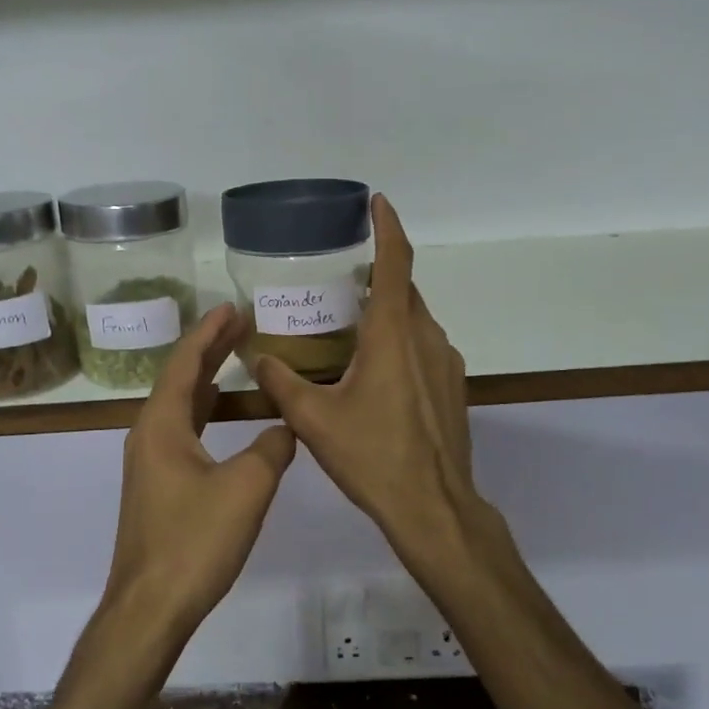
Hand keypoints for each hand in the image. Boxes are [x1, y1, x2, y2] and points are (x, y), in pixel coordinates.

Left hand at [100, 304, 297, 648]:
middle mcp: (149, 434)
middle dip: (210, 350)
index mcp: (162, 424)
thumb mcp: (246, 488)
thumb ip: (271, 449)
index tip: (232, 308)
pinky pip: (183, 431)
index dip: (209, 333)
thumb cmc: (194, 542)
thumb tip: (286, 428)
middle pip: (180, 378)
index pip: (185, 362)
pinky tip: (224, 416)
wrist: (150, 607)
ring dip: (207, 380)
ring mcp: (150, 462)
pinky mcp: (158, 486)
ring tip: (237, 358)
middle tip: (241, 324)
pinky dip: (206, 411)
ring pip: (180, 406)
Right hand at [253, 196, 494, 573]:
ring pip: (415, 320)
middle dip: (377, 276)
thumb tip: (255, 357)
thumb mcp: (314, 420)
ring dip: (387, 313)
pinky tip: (374, 373)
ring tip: (350, 329)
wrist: (433, 507)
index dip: (387, 227)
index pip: (395, 263)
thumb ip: (281, 382)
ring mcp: (446, 362)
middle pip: (404, 290)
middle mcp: (426, 337)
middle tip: (340, 280)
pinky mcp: (453, 386)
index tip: (377, 201)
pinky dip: (401, 341)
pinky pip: (424, 347)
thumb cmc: (373, 456)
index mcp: (394, 334)